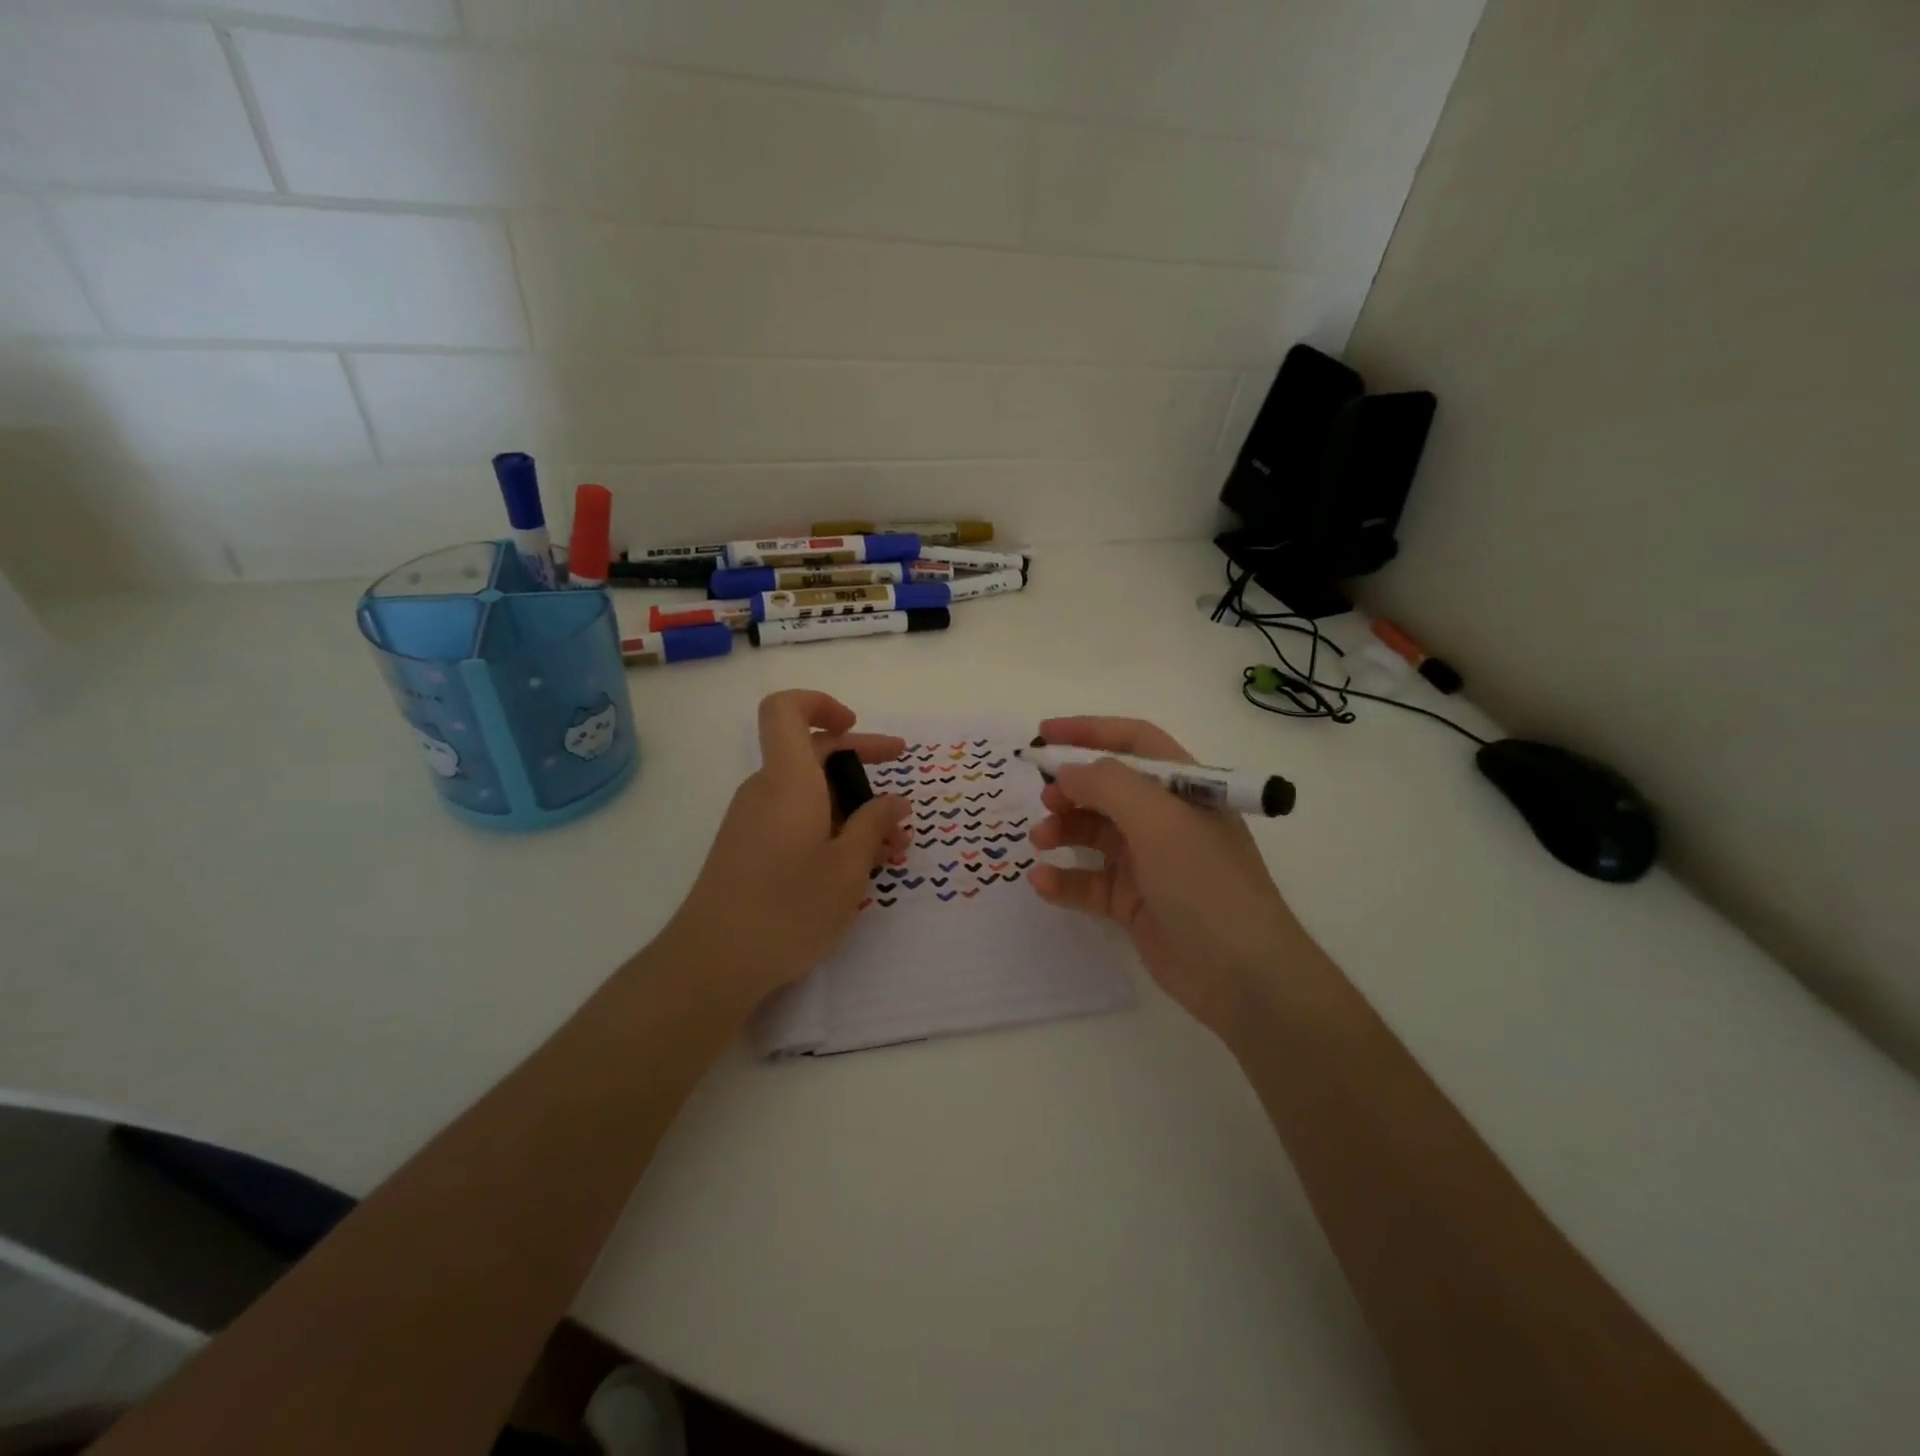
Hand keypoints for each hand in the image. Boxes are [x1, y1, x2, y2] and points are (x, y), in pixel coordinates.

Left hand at [666, 691, 908, 1005]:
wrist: (714, 962)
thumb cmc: (789, 908)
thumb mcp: (848, 868)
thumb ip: (874, 826)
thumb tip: (895, 801)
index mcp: (788, 781)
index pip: (786, 710)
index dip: (821, 704)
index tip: (855, 726)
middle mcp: (765, 790)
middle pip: (809, 753)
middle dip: (861, 764)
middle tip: (900, 793)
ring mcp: (752, 820)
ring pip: (808, 792)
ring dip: (852, 808)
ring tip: (891, 848)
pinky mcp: (748, 848)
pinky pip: (794, 818)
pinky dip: (829, 827)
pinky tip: (857, 865)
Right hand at [1027, 717, 1302, 1038]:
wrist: (1242, 977)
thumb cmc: (1205, 884)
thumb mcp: (1159, 821)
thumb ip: (1108, 786)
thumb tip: (1067, 771)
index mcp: (1183, 788)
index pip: (1134, 742)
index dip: (1090, 731)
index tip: (1043, 735)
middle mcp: (1165, 819)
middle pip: (1108, 789)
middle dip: (1071, 788)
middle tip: (1044, 799)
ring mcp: (1148, 862)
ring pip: (1093, 834)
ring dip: (1063, 831)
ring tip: (1040, 840)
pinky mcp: (1132, 903)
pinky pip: (1089, 881)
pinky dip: (1064, 879)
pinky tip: (1042, 882)